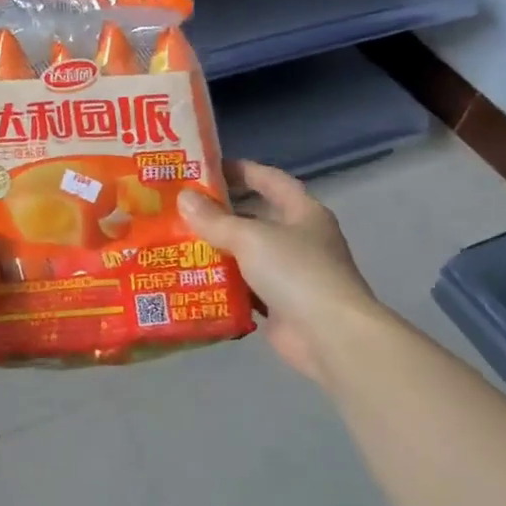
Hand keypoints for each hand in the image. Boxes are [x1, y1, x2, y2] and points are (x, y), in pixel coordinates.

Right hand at [180, 161, 377, 380]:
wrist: (330, 336)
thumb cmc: (296, 272)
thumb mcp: (251, 237)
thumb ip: (215, 219)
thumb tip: (183, 197)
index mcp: (303, 212)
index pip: (270, 180)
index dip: (240, 170)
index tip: (206, 168)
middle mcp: (300, 239)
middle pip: (256, 217)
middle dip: (221, 213)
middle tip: (181, 208)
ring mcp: (291, 274)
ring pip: (247, 254)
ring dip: (217, 250)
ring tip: (176, 241)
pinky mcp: (279, 305)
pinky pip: (244, 288)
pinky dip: (221, 284)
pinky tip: (190, 279)